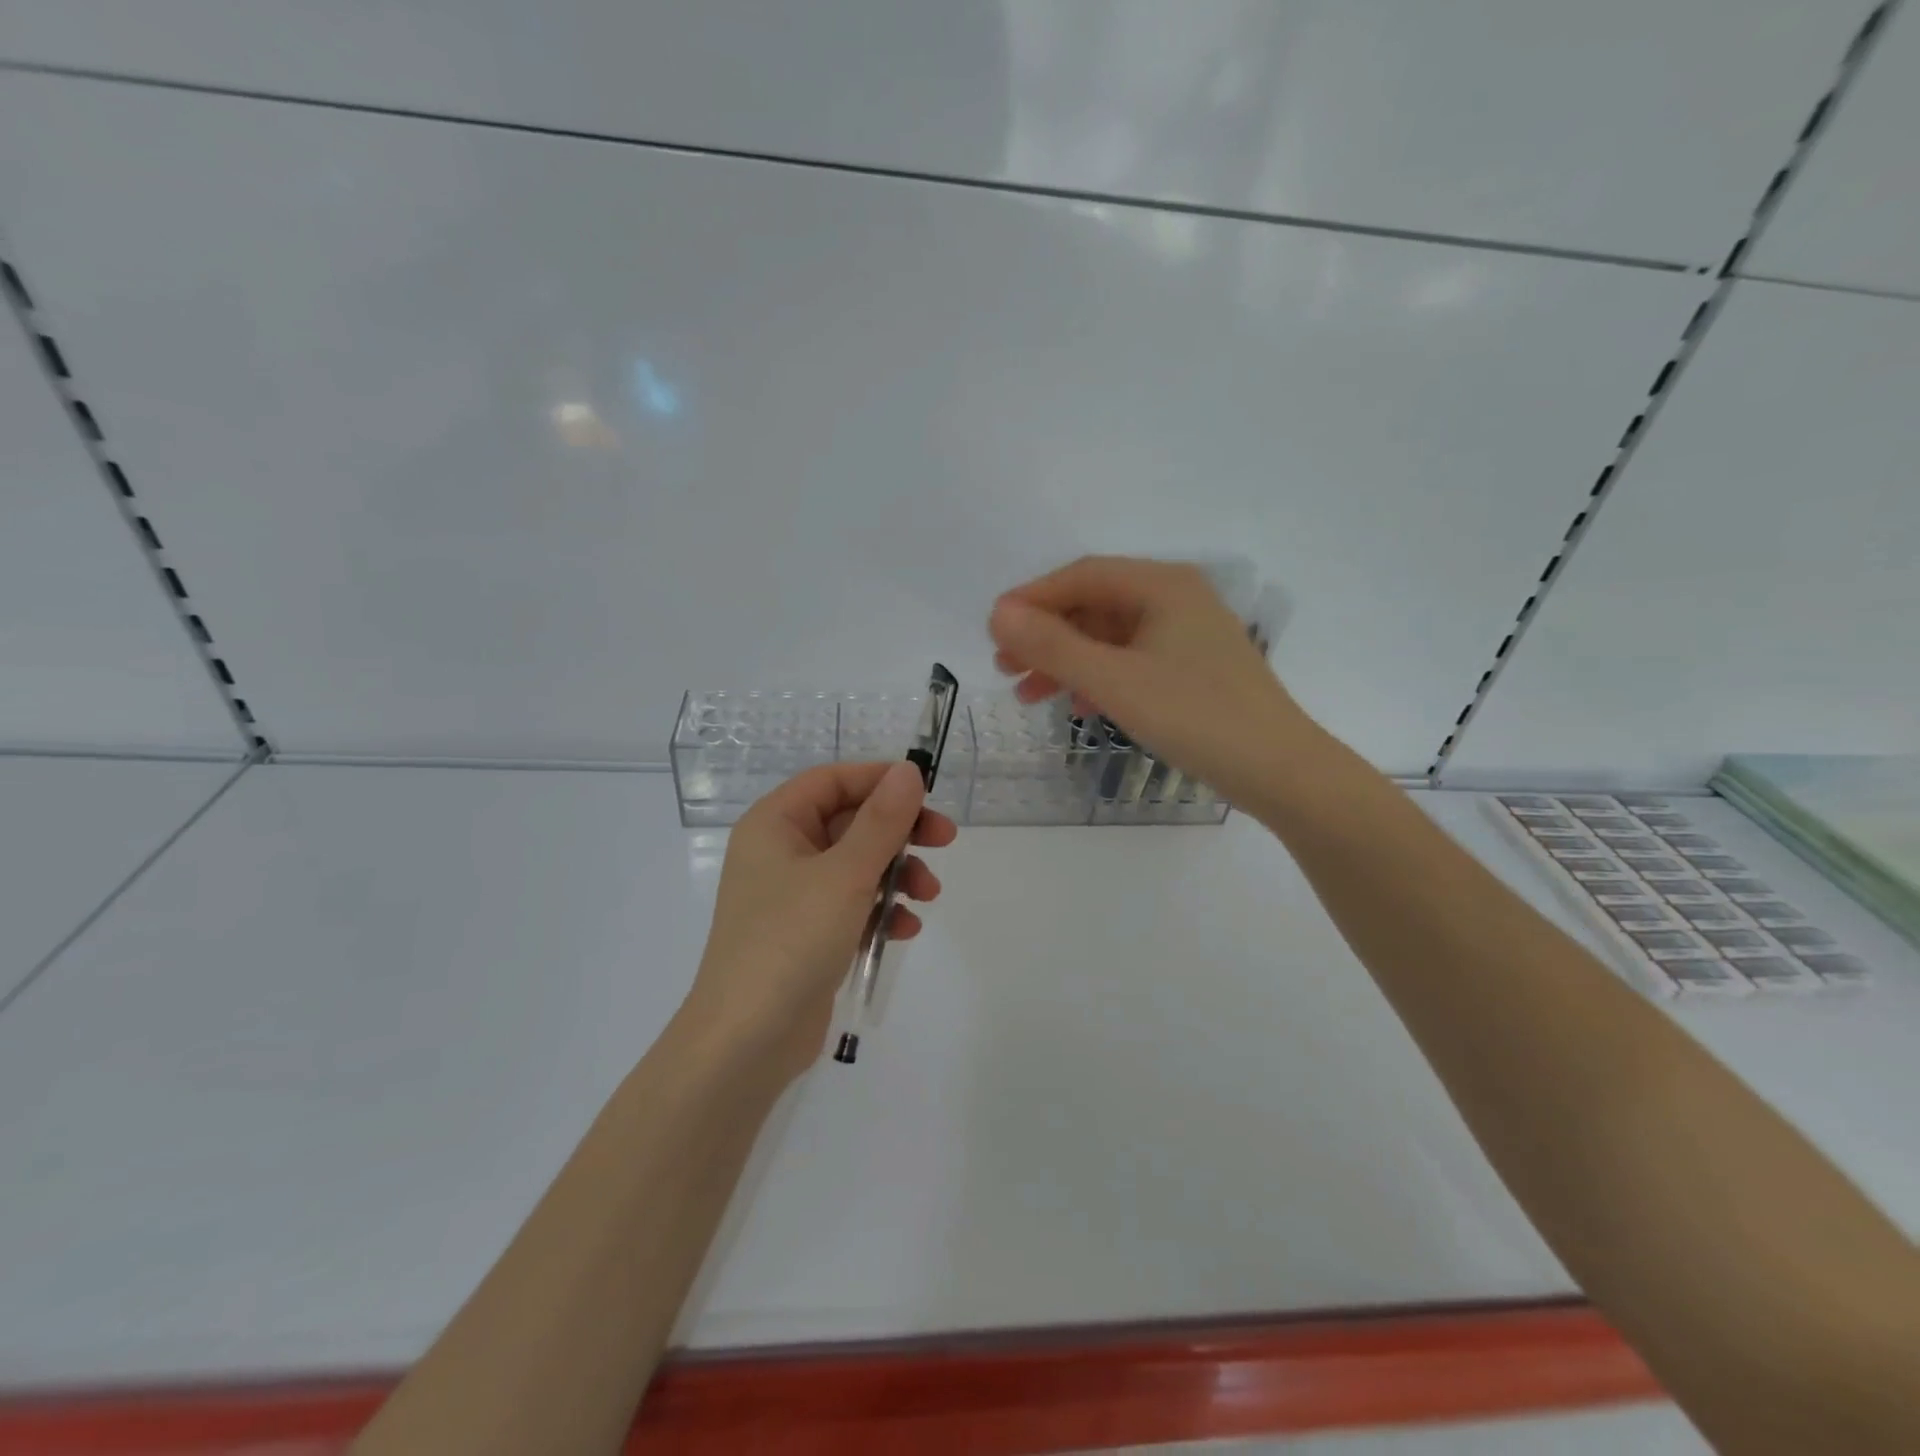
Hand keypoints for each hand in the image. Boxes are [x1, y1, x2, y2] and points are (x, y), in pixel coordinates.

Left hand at [680, 761, 956, 1083]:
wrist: (746, 1041)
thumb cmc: (791, 940)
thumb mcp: (845, 874)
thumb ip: (882, 821)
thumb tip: (907, 772)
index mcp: (774, 824)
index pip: (832, 781)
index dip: (879, 780)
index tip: (925, 793)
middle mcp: (780, 852)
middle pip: (850, 822)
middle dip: (899, 833)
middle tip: (944, 839)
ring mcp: (793, 896)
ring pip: (857, 865)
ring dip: (897, 874)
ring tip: (928, 896)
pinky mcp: (807, 934)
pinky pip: (852, 905)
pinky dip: (880, 910)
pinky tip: (904, 929)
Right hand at [990, 556, 1315, 808]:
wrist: (1279, 771)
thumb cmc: (1195, 717)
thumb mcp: (1115, 681)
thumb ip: (1053, 646)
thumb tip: (998, 614)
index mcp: (1163, 585)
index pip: (1082, 576)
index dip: (1032, 599)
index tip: (992, 629)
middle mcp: (1176, 598)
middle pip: (1094, 604)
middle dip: (1046, 635)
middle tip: (1004, 666)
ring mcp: (1187, 634)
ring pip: (1109, 636)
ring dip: (1066, 660)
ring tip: (1027, 692)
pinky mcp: (1192, 667)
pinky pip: (1130, 660)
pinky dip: (1097, 677)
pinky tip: (1076, 704)